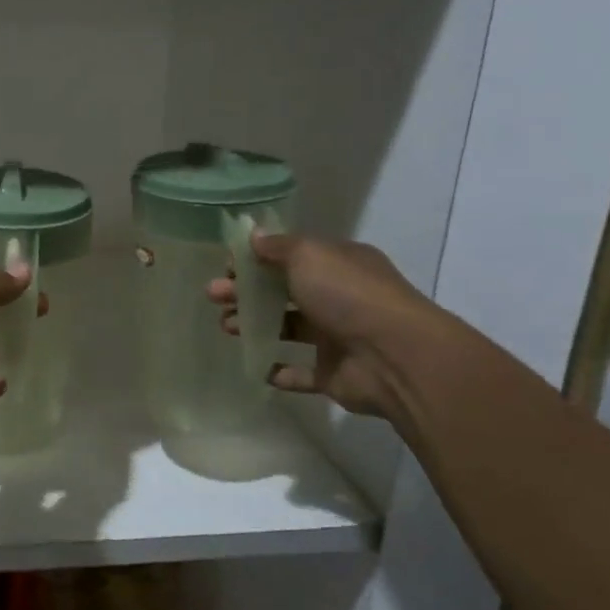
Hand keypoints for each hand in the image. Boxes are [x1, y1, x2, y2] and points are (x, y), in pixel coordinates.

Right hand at [208, 232, 447, 420]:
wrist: (395, 356)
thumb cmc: (348, 295)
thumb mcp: (308, 255)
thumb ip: (277, 247)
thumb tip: (254, 236)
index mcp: (338, 264)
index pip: (291, 257)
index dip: (257, 260)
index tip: (226, 267)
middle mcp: (339, 297)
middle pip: (284, 292)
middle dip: (246, 293)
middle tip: (214, 297)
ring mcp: (338, 337)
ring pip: (288, 328)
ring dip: (255, 326)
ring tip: (227, 327)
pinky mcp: (334, 373)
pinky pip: (301, 371)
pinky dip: (278, 369)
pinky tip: (256, 365)